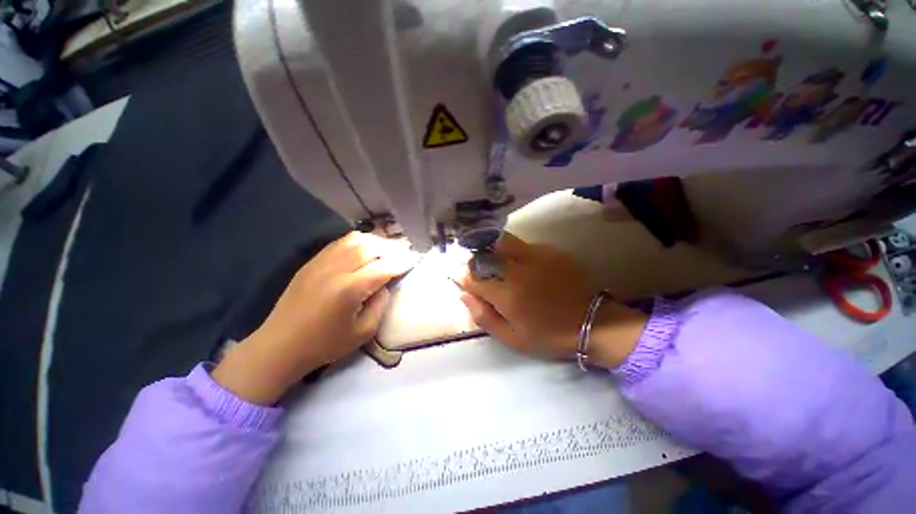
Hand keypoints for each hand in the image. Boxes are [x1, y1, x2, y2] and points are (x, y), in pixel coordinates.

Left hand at [212, 232, 416, 403]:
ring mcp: (322, 262)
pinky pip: (339, 242)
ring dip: (376, 242)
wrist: (279, 345)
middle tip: (403, 254)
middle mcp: (337, 269)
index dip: (402, 262)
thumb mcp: (363, 332)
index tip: (414, 260)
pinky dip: (357, 242)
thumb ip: (380, 304)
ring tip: (386, 250)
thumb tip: (385, 284)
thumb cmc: (325, 344)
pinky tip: (364, 249)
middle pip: (371, 247)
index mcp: (350, 289)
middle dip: (392, 249)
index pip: (384, 267)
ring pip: (355, 240)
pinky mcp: (312, 262)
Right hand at [455, 233, 647, 368]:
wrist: (593, 324)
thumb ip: (484, 317)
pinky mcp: (551, 251)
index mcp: (506, 294)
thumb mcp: (512, 338)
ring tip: (499, 264)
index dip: (466, 280)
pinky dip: (515, 252)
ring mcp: (536, 256)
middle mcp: (518, 269)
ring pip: (502, 242)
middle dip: (477, 261)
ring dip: (494, 251)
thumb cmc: (549, 336)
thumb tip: (464, 296)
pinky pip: (523, 245)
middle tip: (482, 272)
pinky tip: (523, 264)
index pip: (473, 277)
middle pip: (485, 253)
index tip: (469, 285)